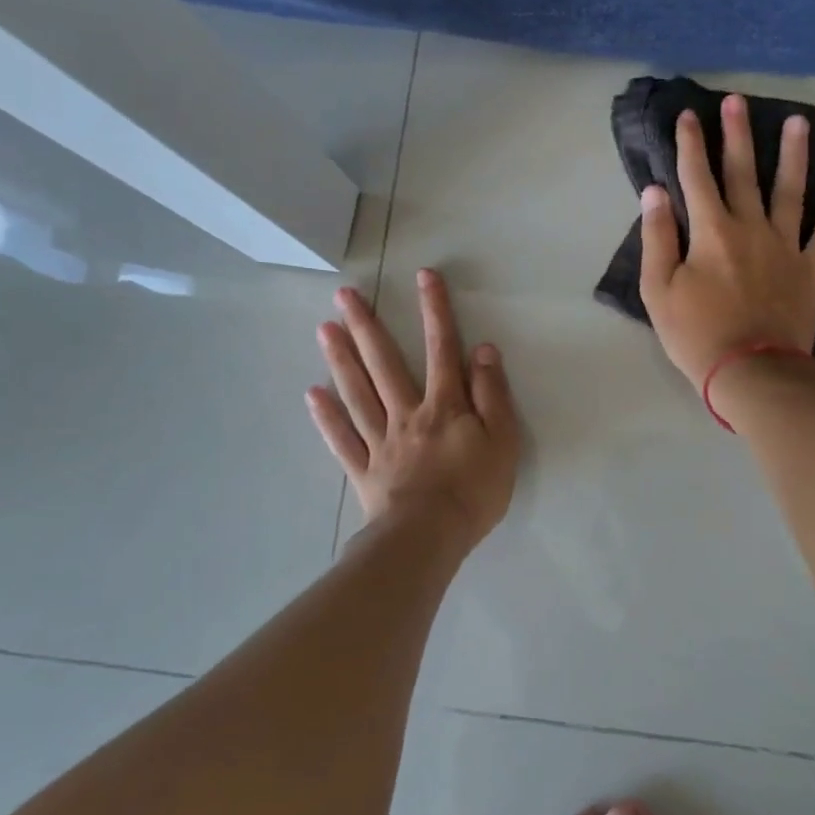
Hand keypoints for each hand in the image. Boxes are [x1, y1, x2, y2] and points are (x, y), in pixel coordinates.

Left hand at [306, 268, 518, 551]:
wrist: (430, 538)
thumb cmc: (474, 490)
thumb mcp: (503, 440)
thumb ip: (492, 394)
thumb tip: (483, 350)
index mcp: (445, 406)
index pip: (442, 349)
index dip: (435, 311)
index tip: (424, 276)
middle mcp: (408, 414)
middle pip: (385, 364)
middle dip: (368, 326)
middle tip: (345, 295)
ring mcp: (381, 442)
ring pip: (358, 393)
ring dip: (341, 359)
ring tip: (324, 329)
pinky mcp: (364, 470)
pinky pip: (342, 439)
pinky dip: (327, 417)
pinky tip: (312, 394)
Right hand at [639, 94, 814, 390]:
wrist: (751, 372)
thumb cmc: (697, 335)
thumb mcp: (659, 291)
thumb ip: (657, 238)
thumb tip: (656, 192)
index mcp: (711, 232)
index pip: (696, 177)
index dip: (690, 144)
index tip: (688, 115)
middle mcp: (750, 227)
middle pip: (743, 172)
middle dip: (737, 134)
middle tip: (738, 101)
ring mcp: (786, 245)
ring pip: (790, 190)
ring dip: (793, 154)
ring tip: (798, 122)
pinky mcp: (811, 268)